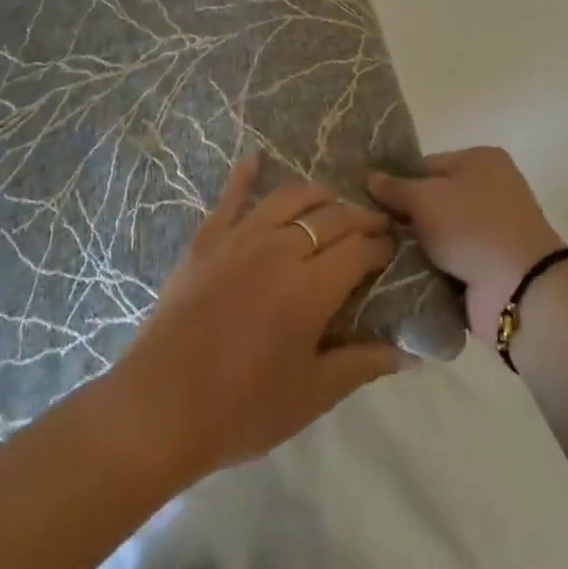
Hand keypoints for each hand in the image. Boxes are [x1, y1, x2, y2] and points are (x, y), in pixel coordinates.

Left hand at [112, 157, 412, 484]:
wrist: (158, 410)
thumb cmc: (242, 410)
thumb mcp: (311, 396)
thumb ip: (361, 365)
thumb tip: (409, 355)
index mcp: (312, 287)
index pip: (360, 249)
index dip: (381, 246)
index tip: (391, 249)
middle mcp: (281, 249)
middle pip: (331, 217)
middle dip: (360, 219)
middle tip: (373, 227)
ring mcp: (241, 238)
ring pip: (290, 198)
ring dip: (319, 195)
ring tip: (331, 202)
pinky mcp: (207, 239)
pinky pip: (231, 197)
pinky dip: (245, 174)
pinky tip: (256, 158)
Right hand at [369, 147, 567, 350]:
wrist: (520, 289)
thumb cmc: (472, 227)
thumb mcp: (426, 198)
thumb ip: (396, 188)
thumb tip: (371, 178)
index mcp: (480, 160)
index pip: (427, 164)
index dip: (399, 183)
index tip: (370, 203)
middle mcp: (489, 189)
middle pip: (433, 199)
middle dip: (405, 218)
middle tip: (371, 232)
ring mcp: (491, 229)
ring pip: (439, 233)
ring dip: (417, 247)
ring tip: (379, 256)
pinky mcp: (489, 265)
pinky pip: (450, 261)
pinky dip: (432, 269)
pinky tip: (403, 276)